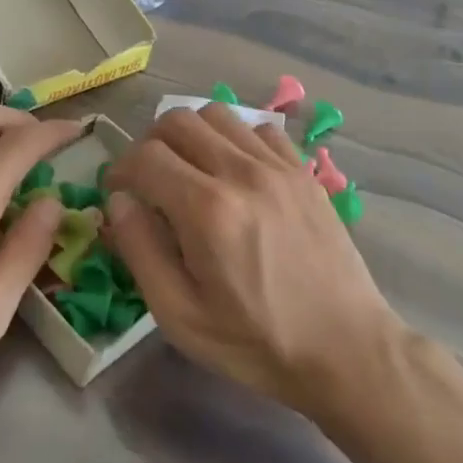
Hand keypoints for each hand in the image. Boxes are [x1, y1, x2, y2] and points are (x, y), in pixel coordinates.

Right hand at [104, 103, 404, 416]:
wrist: (344, 348)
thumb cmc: (255, 341)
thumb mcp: (180, 315)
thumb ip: (140, 250)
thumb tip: (119, 201)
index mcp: (207, 209)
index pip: (145, 156)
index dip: (120, 169)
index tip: (117, 192)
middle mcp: (242, 172)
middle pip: (178, 120)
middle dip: (150, 144)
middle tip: (148, 179)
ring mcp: (279, 167)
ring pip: (218, 114)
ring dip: (191, 134)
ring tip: (188, 170)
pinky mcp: (304, 172)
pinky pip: (259, 129)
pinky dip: (235, 138)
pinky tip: (234, 172)